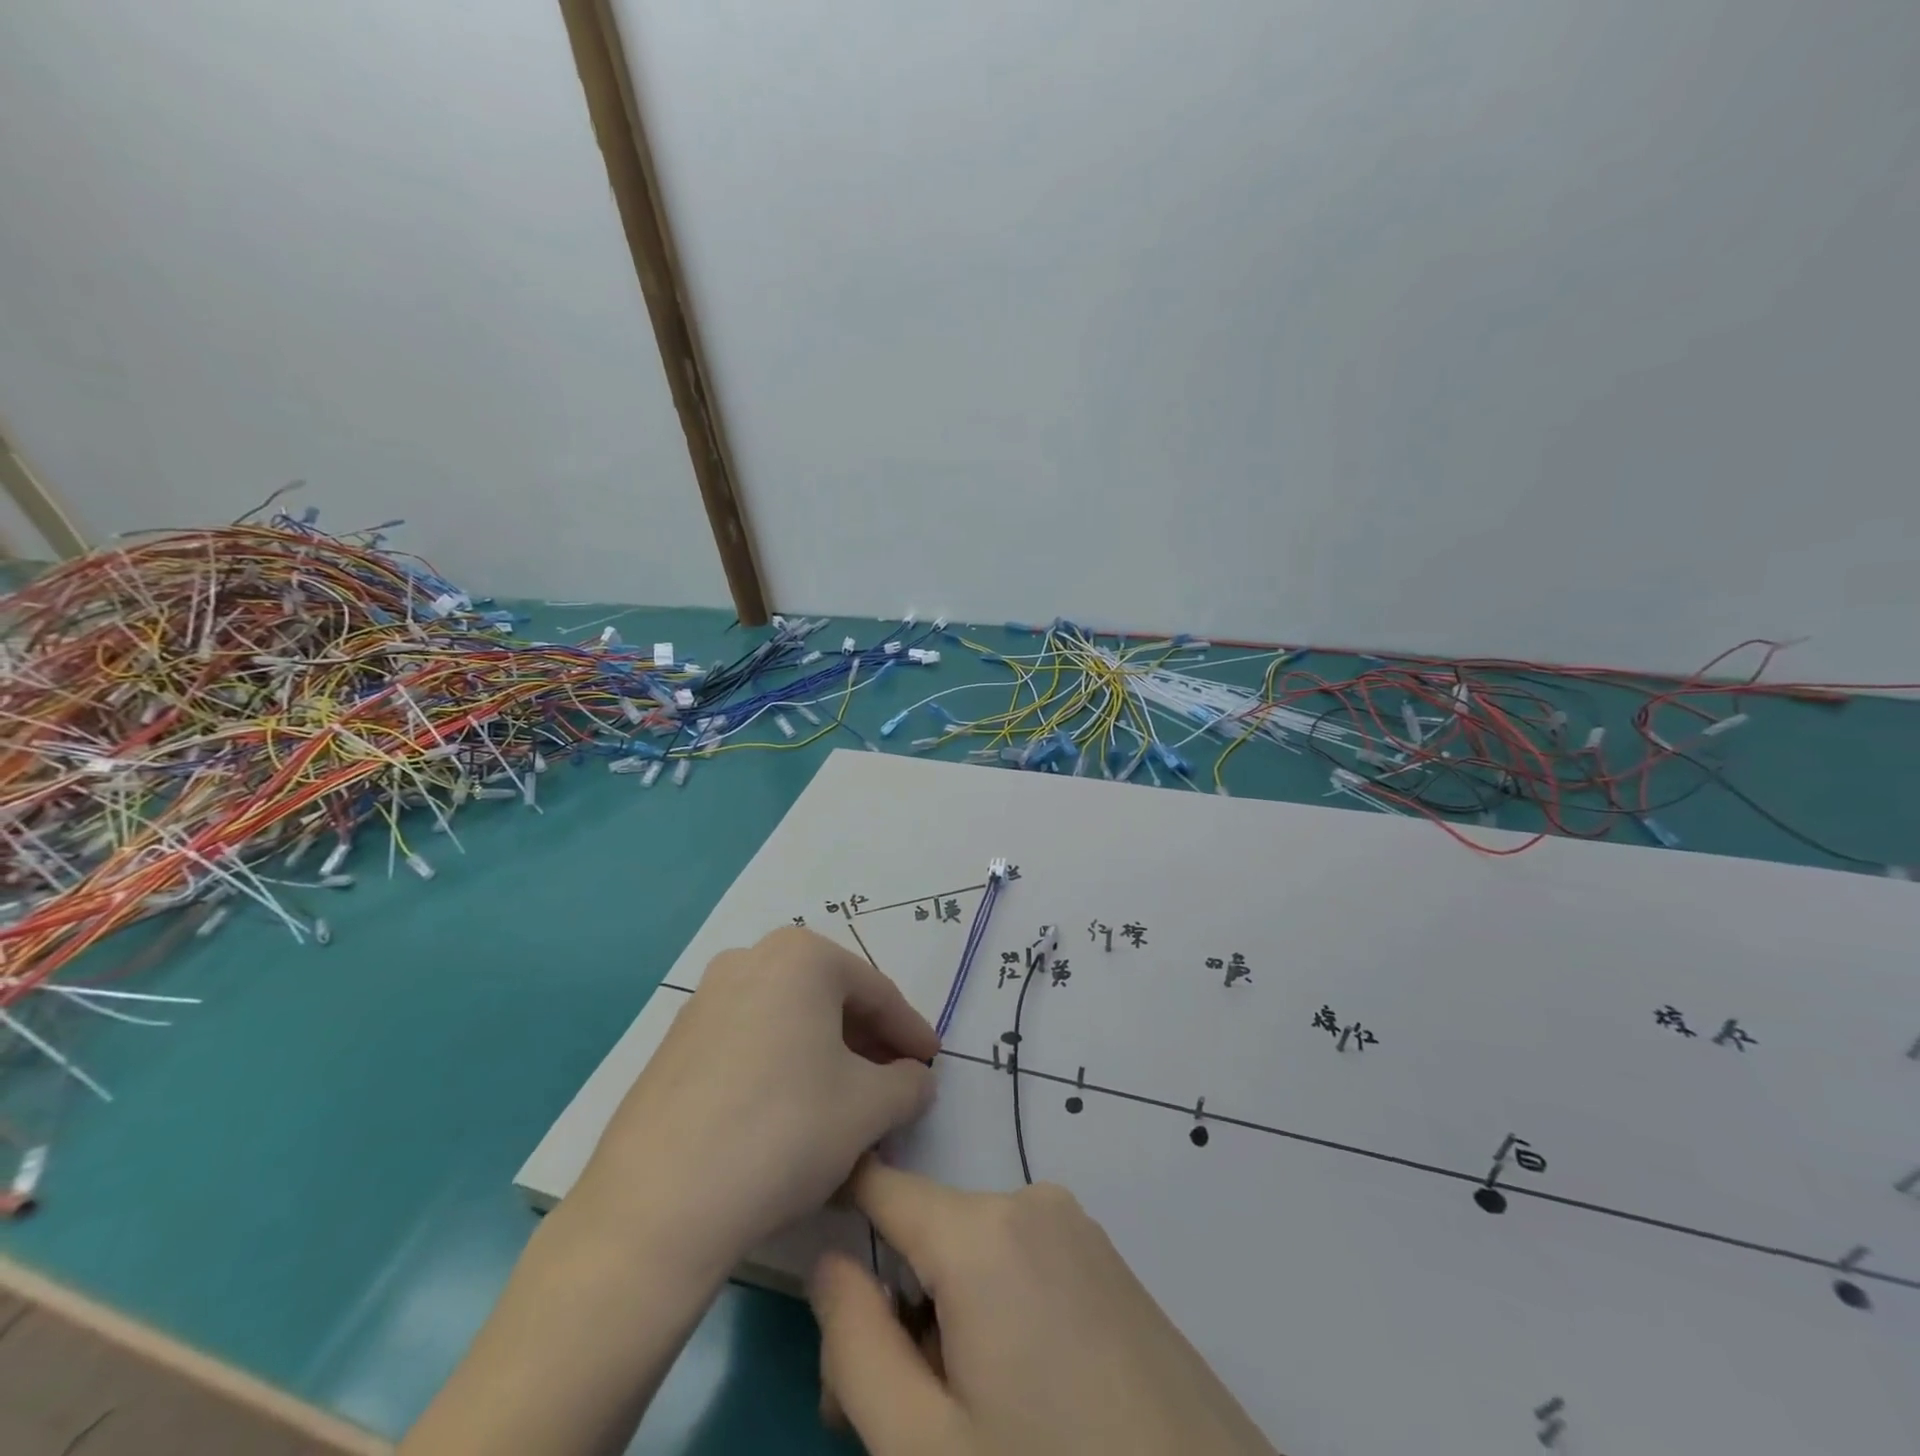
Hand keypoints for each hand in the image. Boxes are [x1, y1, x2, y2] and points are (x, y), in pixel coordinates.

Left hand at [571, 926, 938, 1274]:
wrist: (657, 1206)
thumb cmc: (784, 1133)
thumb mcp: (869, 1109)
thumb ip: (909, 1085)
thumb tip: (917, 1080)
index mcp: (801, 958)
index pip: (877, 992)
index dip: (911, 1031)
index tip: (932, 1063)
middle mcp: (750, 960)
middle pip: (830, 1000)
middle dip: (868, 1043)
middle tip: (895, 1084)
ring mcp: (705, 999)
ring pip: (788, 1021)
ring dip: (826, 1057)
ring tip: (848, 1104)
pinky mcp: (676, 1043)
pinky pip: (750, 1042)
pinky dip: (783, 1067)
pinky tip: (793, 1115)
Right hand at [810, 1160, 1277, 1455]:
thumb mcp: (923, 1448)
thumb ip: (854, 1344)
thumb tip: (828, 1261)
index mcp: (981, 1231)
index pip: (881, 1183)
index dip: (836, 1213)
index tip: (818, 1281)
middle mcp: (1030, 1204)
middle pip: (926, 1237)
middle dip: (894, 1312)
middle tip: (895, 1423)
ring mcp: (1076, 1229)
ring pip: (972, 1256)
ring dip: (944, 1322)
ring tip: (962, 1423)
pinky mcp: (1107, 1261)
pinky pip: (1021, 1266)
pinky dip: (995, 1315)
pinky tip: (1018, 1400)